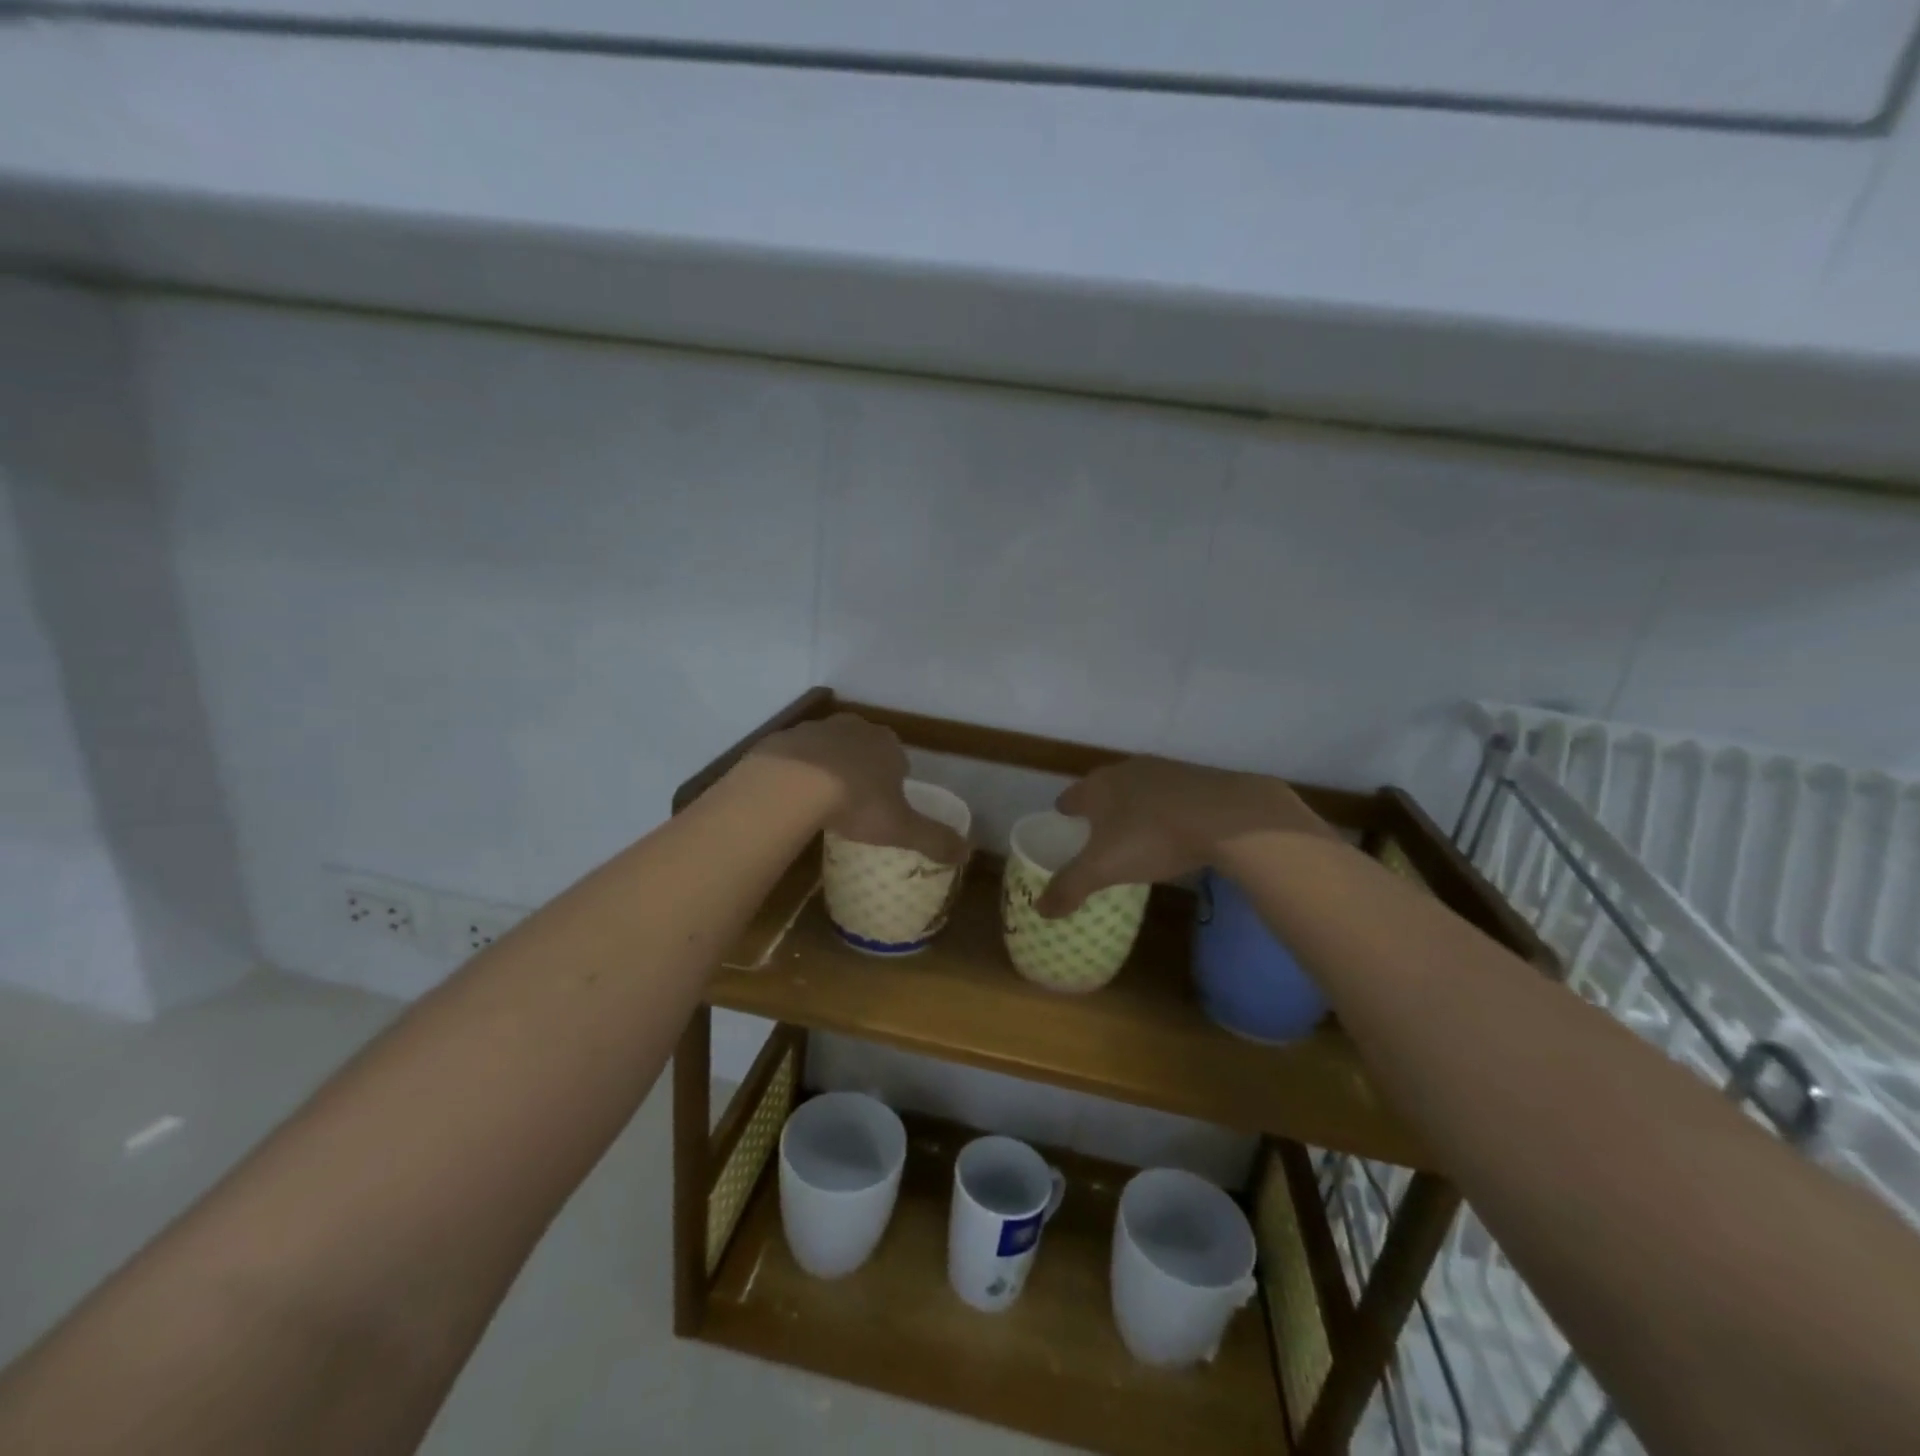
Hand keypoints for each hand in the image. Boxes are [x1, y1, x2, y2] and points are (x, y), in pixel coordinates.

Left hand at [746, 713, 966, 862]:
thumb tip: (967, 852)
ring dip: (828, 767)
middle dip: (861, 768)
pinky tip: (791, 795)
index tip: (885, 804)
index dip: (894, 780)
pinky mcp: (785, 737)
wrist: (792, 784)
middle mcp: (855, 728)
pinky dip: (796, 771)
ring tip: (820, 800)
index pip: (898, 758)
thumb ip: (934, 839)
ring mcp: (817, 729)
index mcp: (887, 745)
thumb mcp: (901, 828)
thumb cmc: (856, 802)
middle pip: (863, 747)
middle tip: (853, 802)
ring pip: (828, 747)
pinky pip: (795, 755)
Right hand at [1037, 756, 1327, 916]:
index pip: (1071, 796)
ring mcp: (1165, 771)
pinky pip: (1170, 795)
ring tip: (1135, 831)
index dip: (1065, 811)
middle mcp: (1127, 770)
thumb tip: (1040, 909)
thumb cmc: (1152, 837)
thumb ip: (1069, 887)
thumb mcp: (1104, 869)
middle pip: (1104, 788)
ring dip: (1134, 806)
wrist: (1227, 817)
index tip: (1064, 822)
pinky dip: (1165, 810)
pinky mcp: (1198, 779)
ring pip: (1138, 789)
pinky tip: (1174, 830)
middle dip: (1099, 808)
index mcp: (1098, 786)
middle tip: (1097, 832)